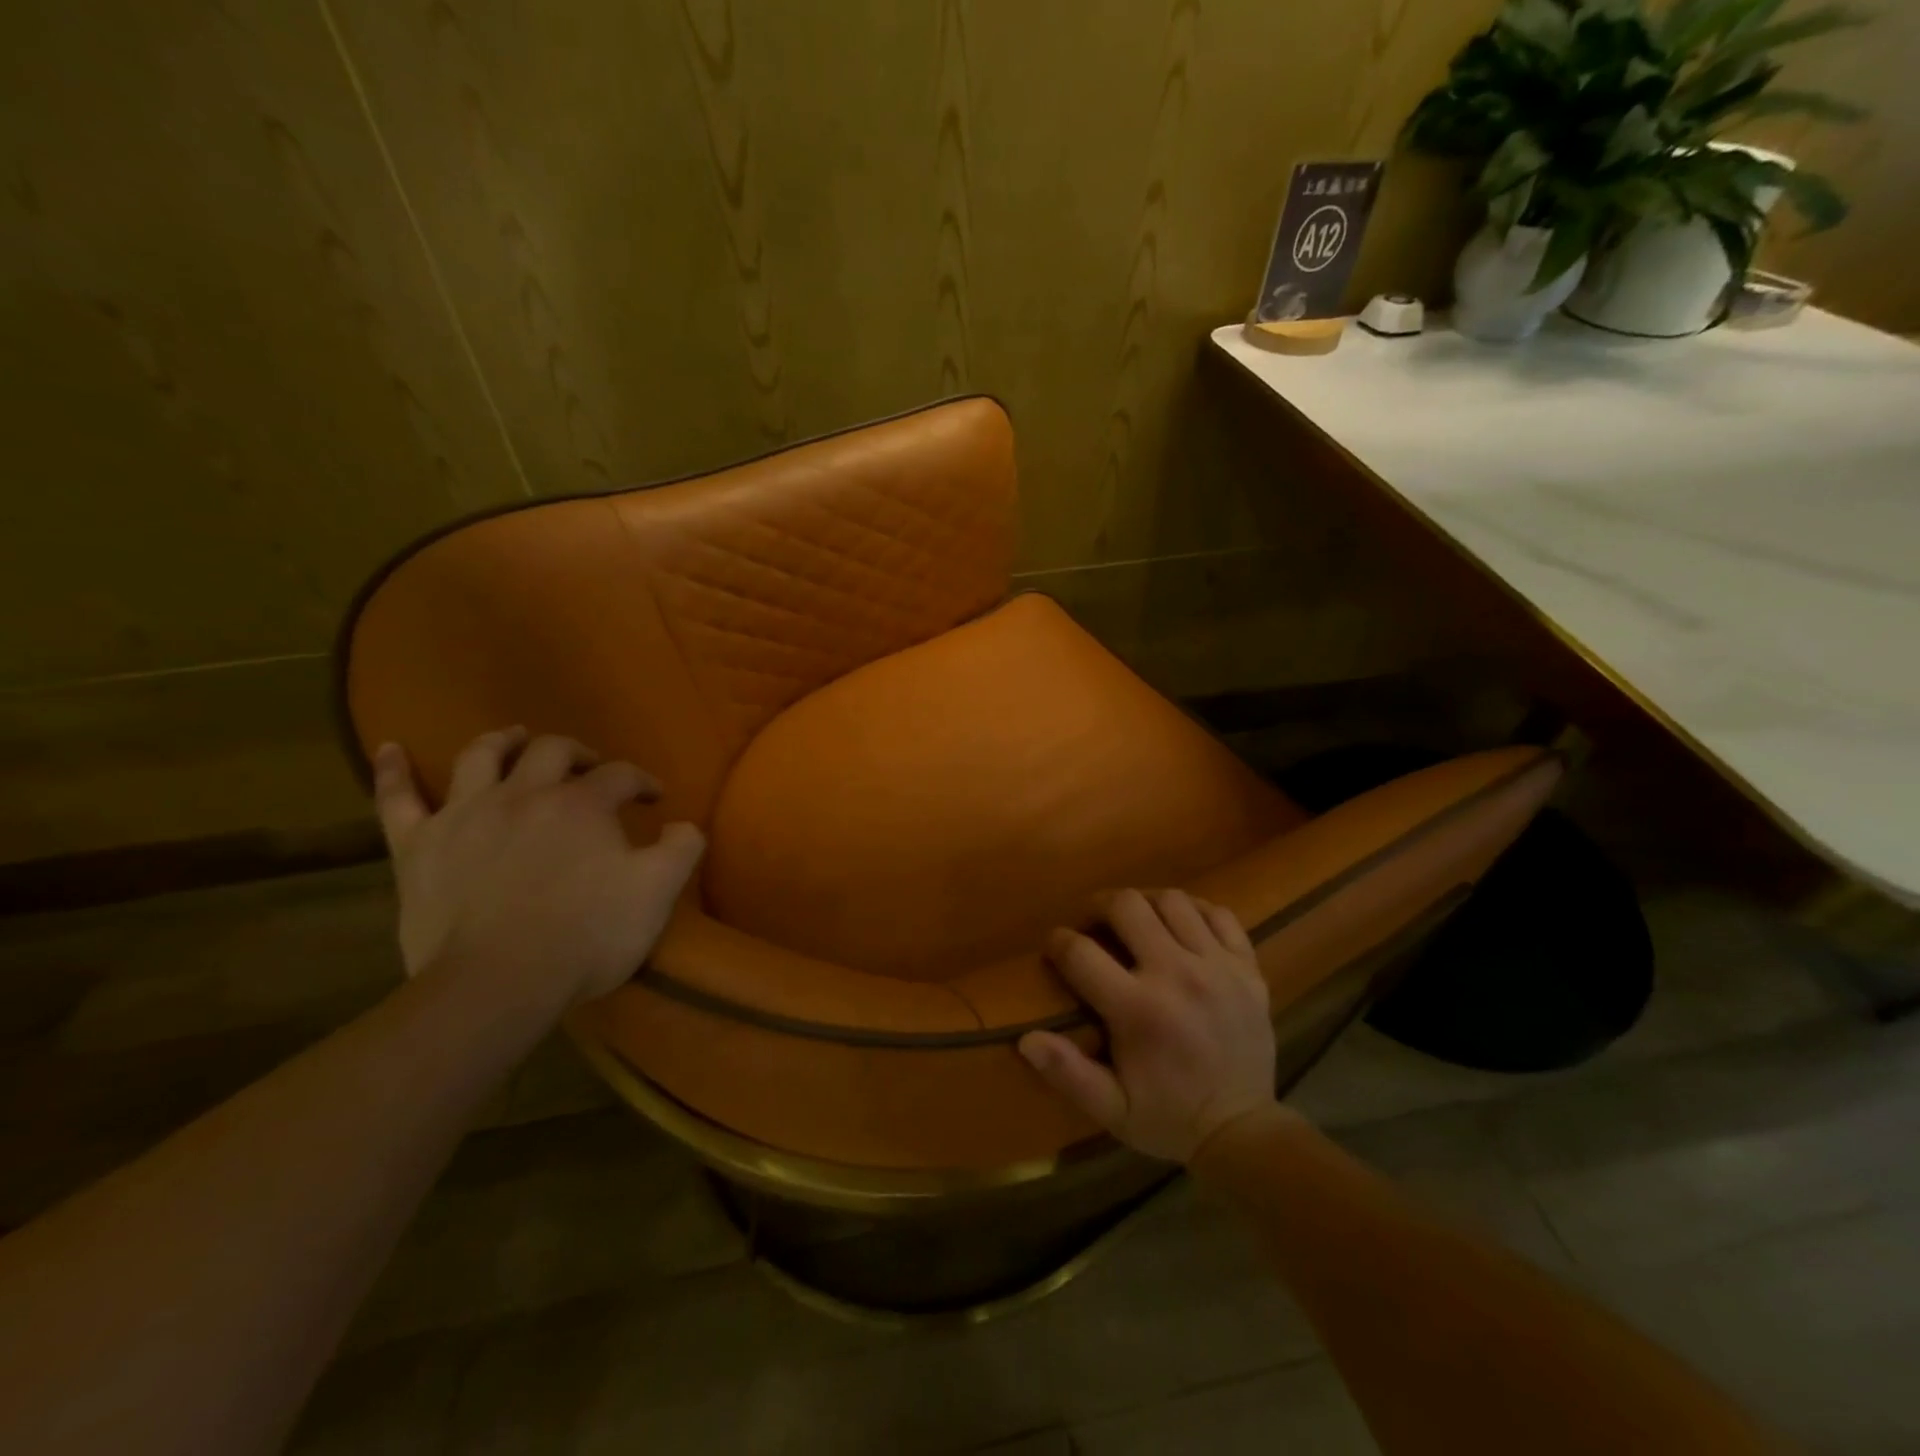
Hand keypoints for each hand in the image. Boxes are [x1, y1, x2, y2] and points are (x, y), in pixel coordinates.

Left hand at [372, 727, 704, 1010]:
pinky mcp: (418, 847)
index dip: (642, 782)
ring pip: (481, 757)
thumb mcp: (657, 893)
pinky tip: (390, 749)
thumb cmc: (586, 936)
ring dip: (503, 741)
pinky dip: (393, 772)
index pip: (620, 776)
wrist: (497, 984)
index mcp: (582, 804)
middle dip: (578, 754)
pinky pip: (397, 800)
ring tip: (515, 739)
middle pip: (552, 751)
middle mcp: (524, 794)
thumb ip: (682, 849)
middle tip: (591, 769)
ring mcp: (465, 815)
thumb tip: (684, 824)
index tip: (654, 800)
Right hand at [1019, 888, 1275, 1162]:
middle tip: (1093, 924)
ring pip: (1172, 900)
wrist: (1244, 1131)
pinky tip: (1181, 926)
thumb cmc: (1168, 1118)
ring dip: (1145, 903)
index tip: (1055, 947)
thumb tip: (1026, 1039)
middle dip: (1099, 906)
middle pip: (1127, 905)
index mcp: (1138, 1010)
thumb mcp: (1111, 1109)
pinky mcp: (1248, 967)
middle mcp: (1177, 975)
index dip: (1058, 942)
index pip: (1081, 952)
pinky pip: (1219, 914)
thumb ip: (1068, 1073)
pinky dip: (1195, 911)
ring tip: (1136, 921)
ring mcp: (1218, 967)